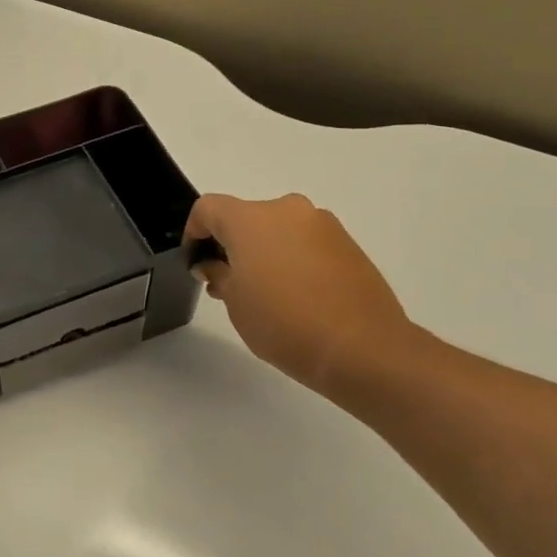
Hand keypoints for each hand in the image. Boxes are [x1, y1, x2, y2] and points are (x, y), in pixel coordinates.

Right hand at [186, 193, 417, 399]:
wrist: (362, 348)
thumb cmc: (284, 323)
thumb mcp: (235, 303)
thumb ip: (218, 275)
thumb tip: (214, 265)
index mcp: (250, 219)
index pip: (208, 208)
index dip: (194, 231)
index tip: (196, 262)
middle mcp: (287, 210)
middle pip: (245, 217)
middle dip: (232, 244)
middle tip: (227, 282)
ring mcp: (322, 225)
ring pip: (278, 229)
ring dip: (264, 251)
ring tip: (265, 293)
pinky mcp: (348, 244)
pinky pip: (306, 242)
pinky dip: (293, 259)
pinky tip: (296, 296)